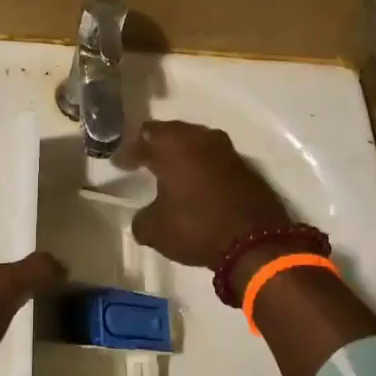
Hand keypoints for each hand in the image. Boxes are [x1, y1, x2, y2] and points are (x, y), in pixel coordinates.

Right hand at [130, 120, 291, 270]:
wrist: (255, 241)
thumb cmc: (196, 227)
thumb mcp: (155, 230)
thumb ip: (142, 218)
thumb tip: (144, 217)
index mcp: (173, 145)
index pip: (143, 137)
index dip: (129, 151)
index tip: (120, 164)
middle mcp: (200, 139)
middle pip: (172, 134)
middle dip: (156, 146)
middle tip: (143, 160)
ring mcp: (227, 151)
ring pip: (196, 144)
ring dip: (182, 156)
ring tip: (169, 172)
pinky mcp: (245, 167)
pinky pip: (214, 160)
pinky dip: (201, 168)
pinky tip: (195, 184)